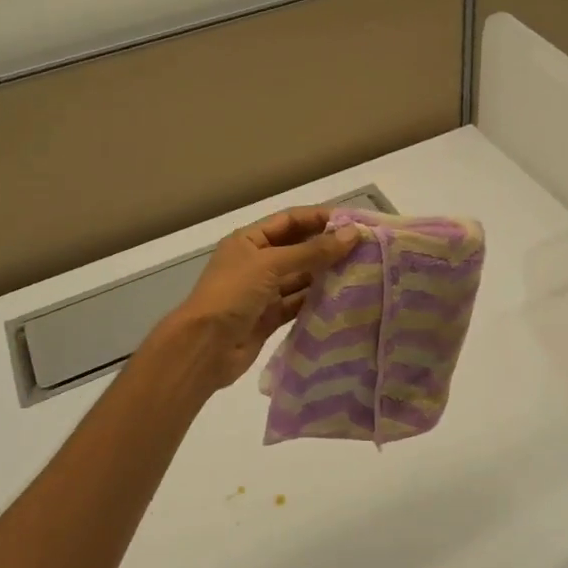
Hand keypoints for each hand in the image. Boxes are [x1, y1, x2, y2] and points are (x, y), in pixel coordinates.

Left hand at [166, 208, 361, 389]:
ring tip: (361, 271)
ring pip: (300, 278)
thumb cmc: (232, 294)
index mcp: (249, 241)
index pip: (289, 221)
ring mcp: (263, 292)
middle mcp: (256, 262)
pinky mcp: (270, 318)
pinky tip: (343, 298)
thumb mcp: (270, 265)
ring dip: (326, 275)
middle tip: (364, 248)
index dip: (319, 219)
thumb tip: (351, 234)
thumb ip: (311, 251)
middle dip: (327, 247)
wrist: (203, 348)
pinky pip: (298, 303)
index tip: (352, 222)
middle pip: (297, 248)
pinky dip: (317, 301)